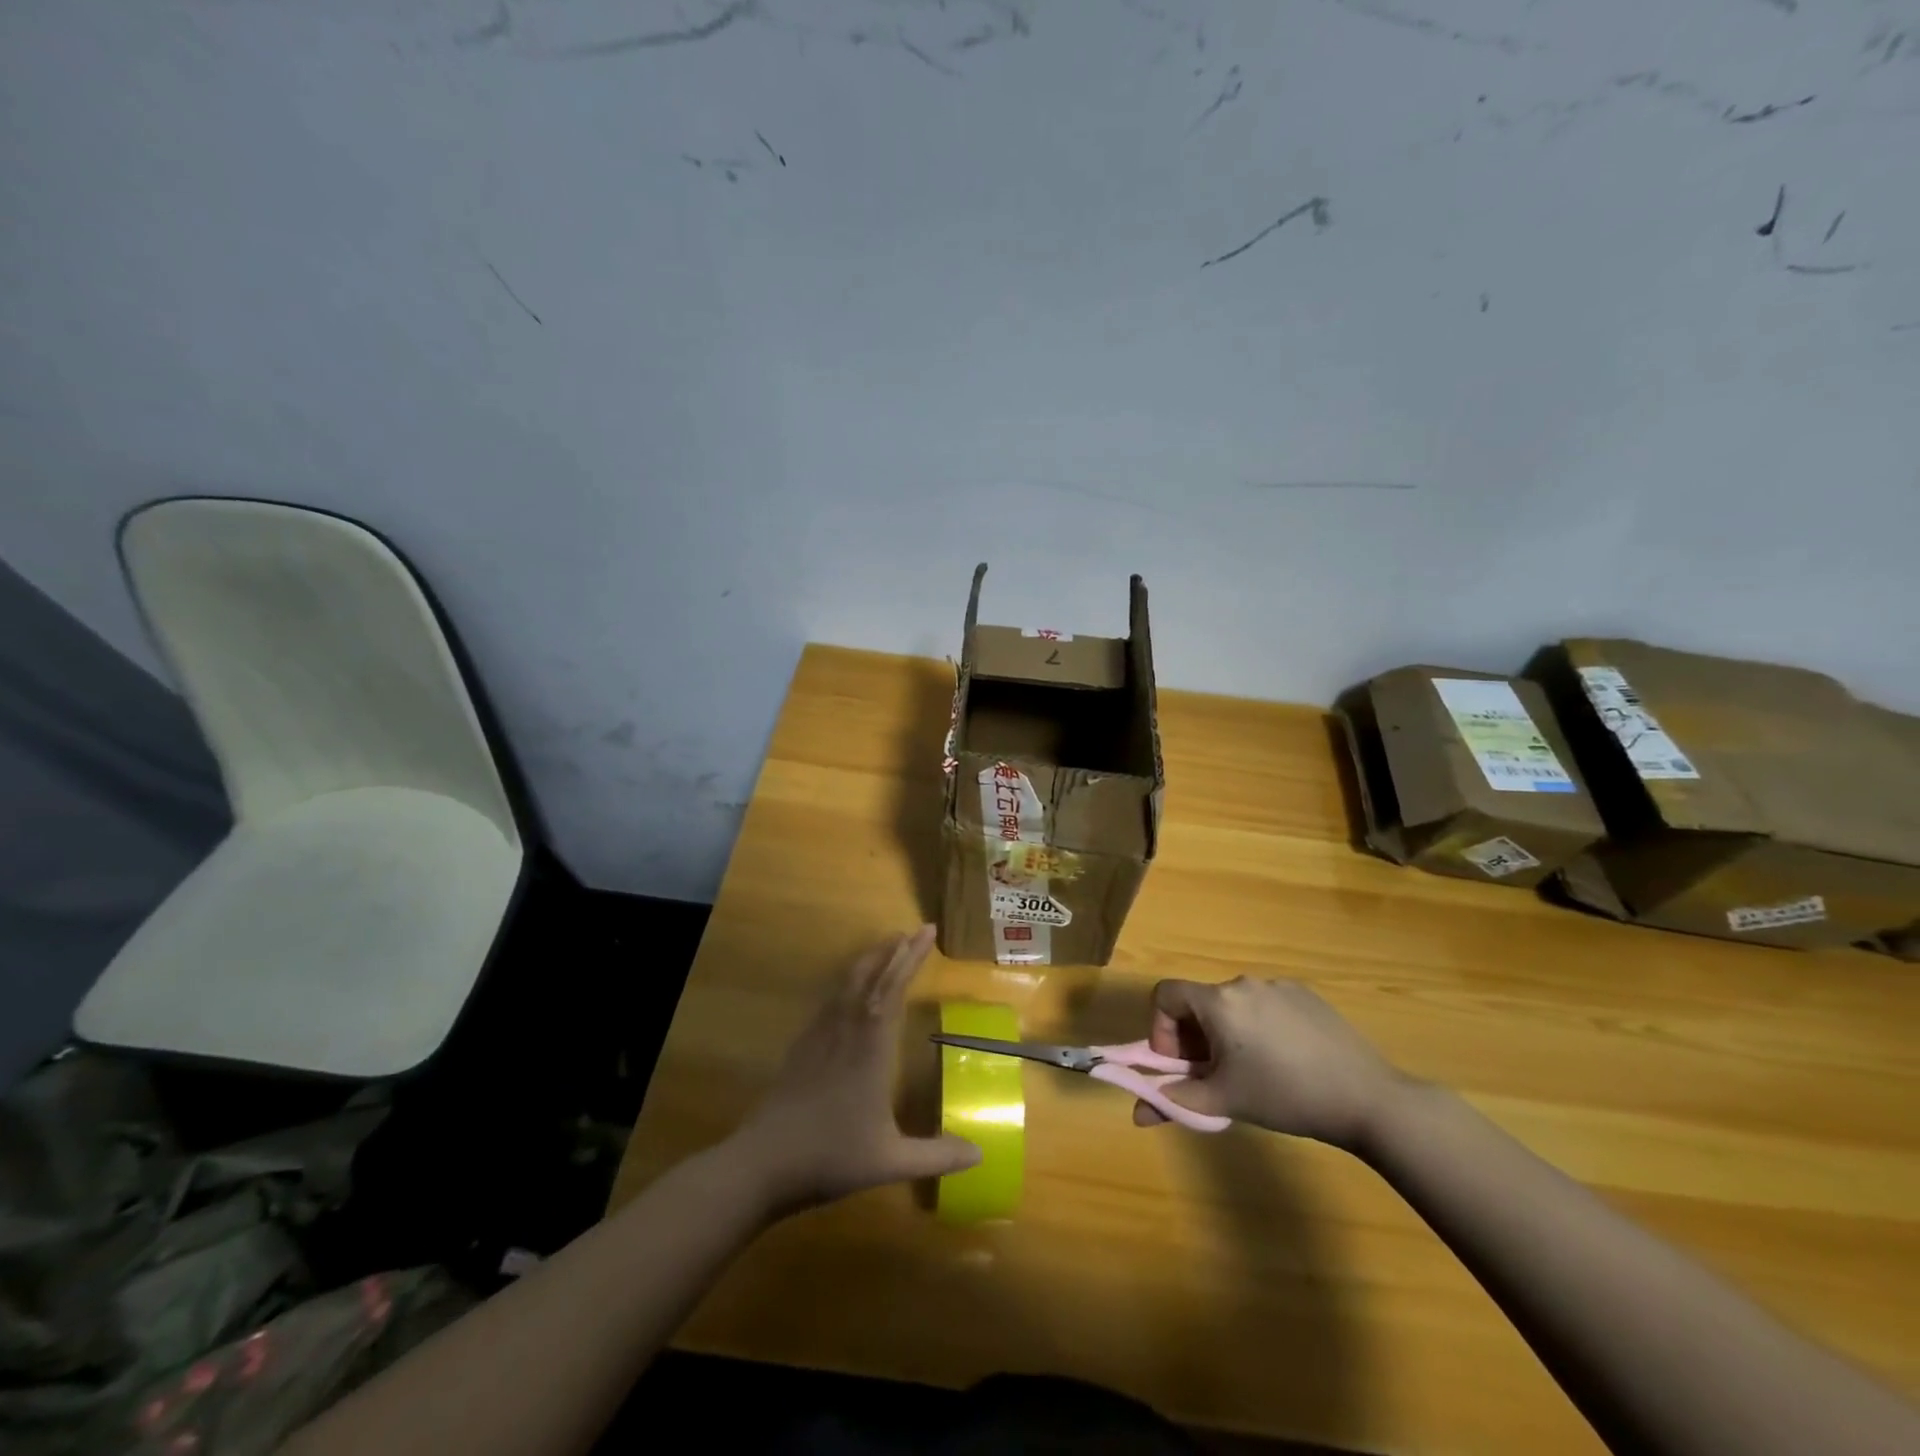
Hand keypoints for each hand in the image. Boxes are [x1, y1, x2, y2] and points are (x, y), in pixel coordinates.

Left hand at [726, 926, 981, 1214]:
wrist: (763, 1162)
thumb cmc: (831, 1156)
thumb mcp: (890, 1161)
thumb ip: (936, 1155)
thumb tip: (980, 1155)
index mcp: (871, 1047)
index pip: (893, 988)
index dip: (911, 958)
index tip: (926, 932)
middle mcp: (846, 1030)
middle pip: (871, 976)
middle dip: (894, 951)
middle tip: (914, 931)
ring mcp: (819, 1035)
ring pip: (847, 983)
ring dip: (869, 960)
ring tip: (886, 947)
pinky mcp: (802, 1045)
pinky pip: (830, 1000)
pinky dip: (847, 982)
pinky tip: (849, 990)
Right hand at [1131, 976, 1406, 1150]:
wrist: (1367, 1098)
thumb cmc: (1285, 1097)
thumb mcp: (1225, 1102)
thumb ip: (1175, 1102)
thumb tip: (1136, 1115)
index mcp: (1217, 1002)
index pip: (1165, 995)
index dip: (1161, 1028)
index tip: (1180, 1063)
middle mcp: (1242, 983)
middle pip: (1199, 1003)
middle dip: (1195, 1038)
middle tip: (1215, 1075)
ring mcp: (1277, 985)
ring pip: (1233, 1006)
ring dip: (1227, 1033)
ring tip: (1255, 1071)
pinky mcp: (1306, 994)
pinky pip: (1266, 1005)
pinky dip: (1261, 1027)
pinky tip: (1288, 1060)